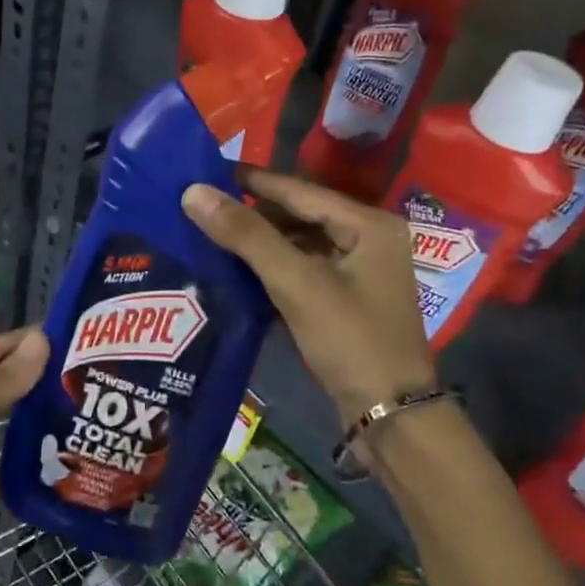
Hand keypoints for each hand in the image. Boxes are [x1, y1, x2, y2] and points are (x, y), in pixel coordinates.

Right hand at [182, 169, 433, 432]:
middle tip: (203, 207)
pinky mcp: (346, 300)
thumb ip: (246, 236)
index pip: (299, 190)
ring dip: (260, 242)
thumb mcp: (296, 282)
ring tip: (211, 235)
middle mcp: (368, 239)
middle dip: (253, 213)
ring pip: (300, 243)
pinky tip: (237, 270)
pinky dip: (273, 268)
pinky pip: (303, 269)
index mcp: (369, 224)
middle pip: (300, 214)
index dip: (251, 180)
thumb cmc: (350, 340)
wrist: (390, 415)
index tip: (207, 170)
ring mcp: (359, 272)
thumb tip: (194, 192)